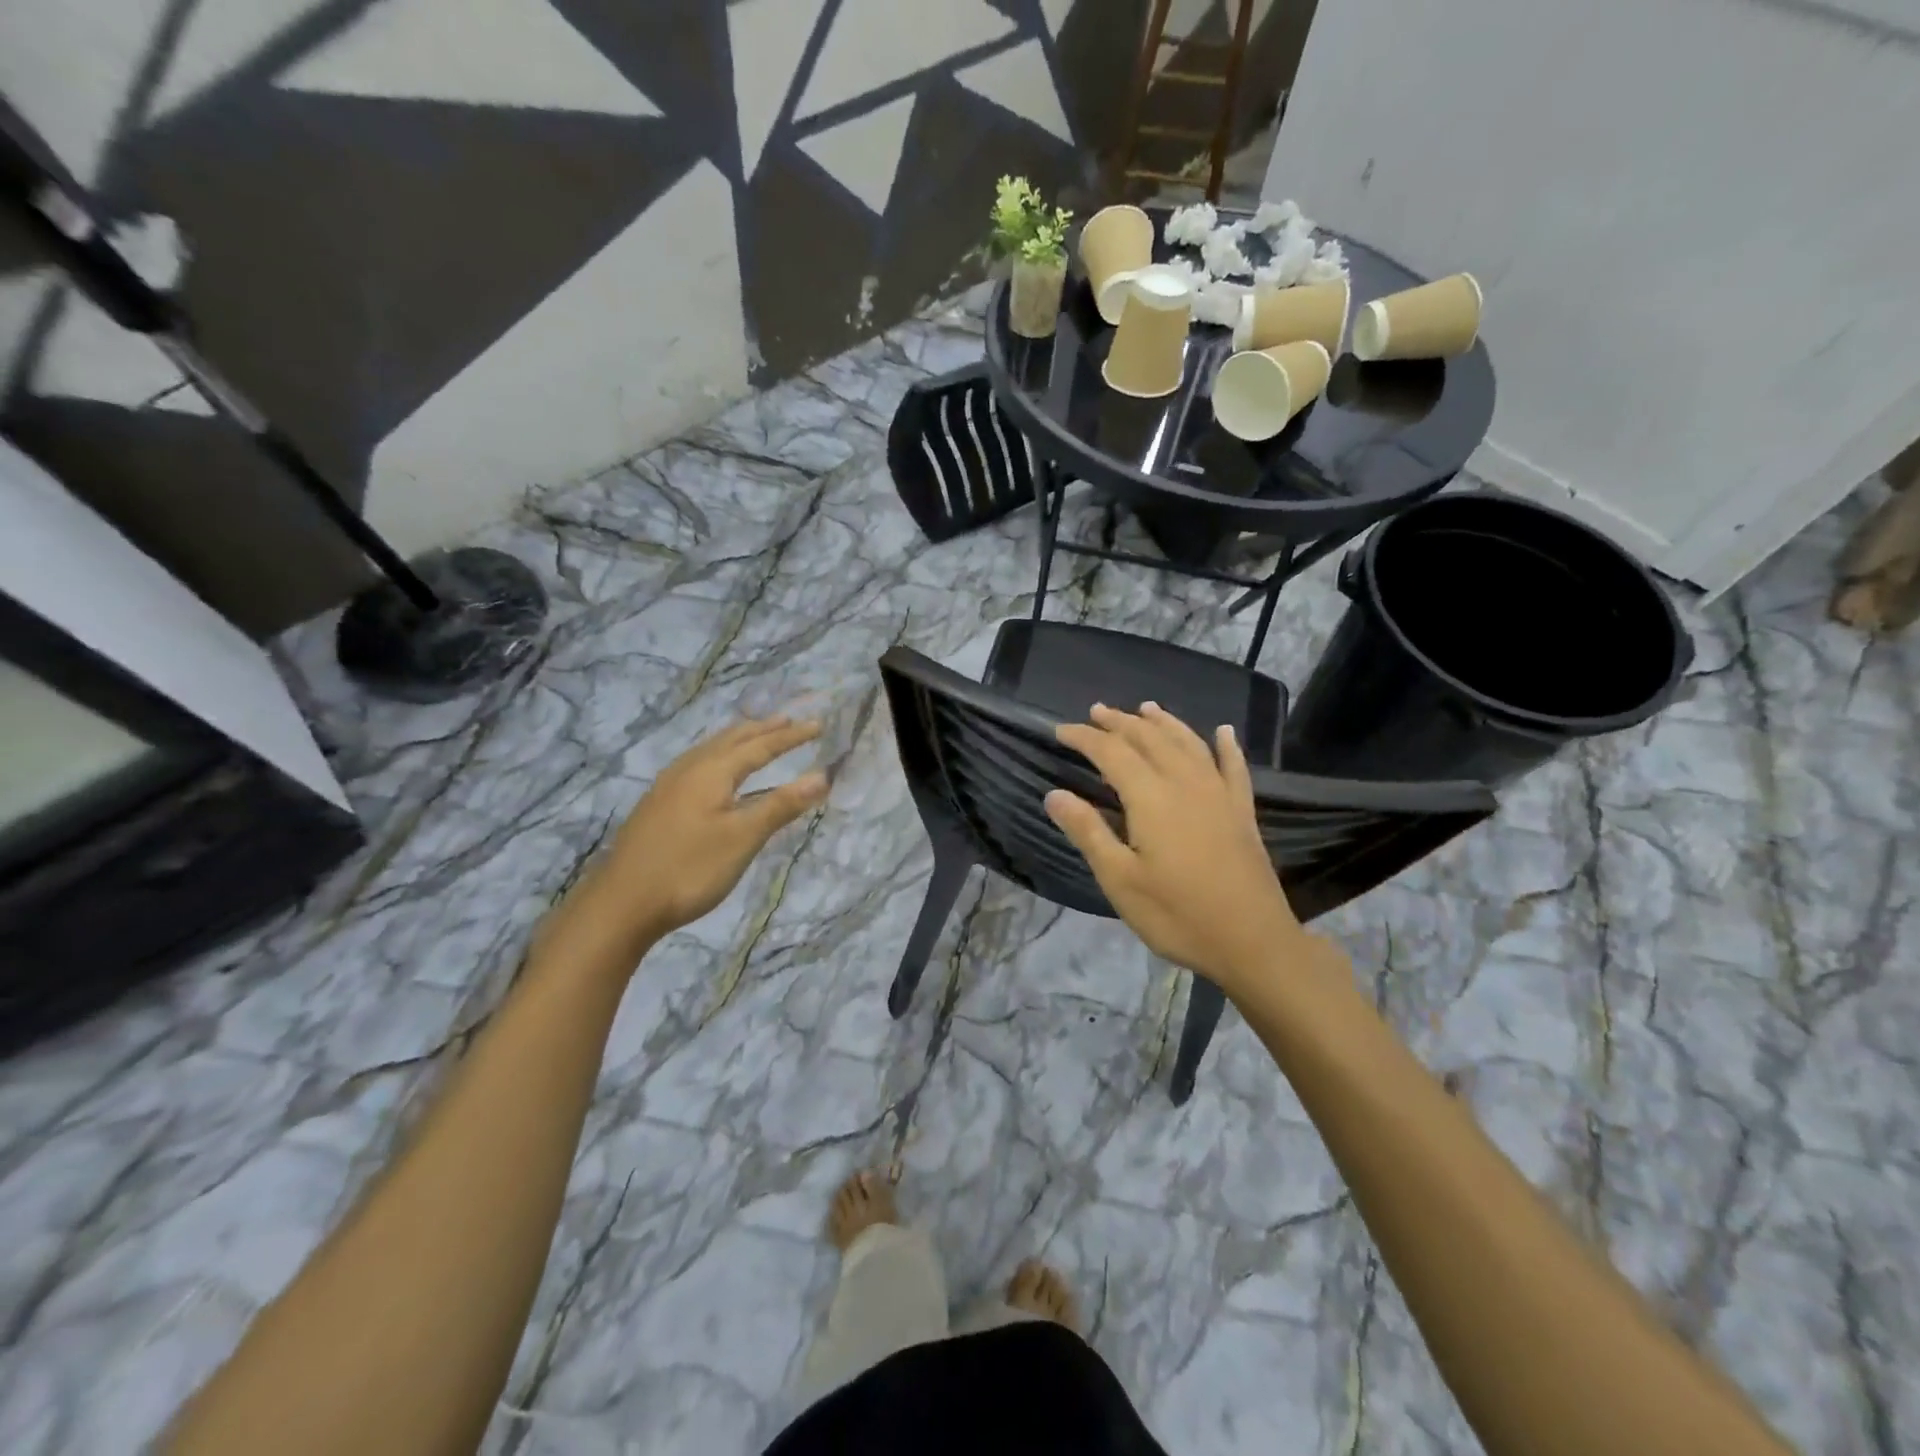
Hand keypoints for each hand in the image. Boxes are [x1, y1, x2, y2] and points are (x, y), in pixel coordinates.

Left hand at [552, 717, 827, 963]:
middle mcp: (688, 769)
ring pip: (710, 750)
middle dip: (762, 729)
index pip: (760, 746)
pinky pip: (696, 763)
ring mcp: (668, 786)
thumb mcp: (742, 838)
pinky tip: (714, 772)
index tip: (818, 725)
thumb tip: (821, 776)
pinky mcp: (657, 805)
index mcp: (711, 772)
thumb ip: (781, 805)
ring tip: (754, 735)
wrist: (622, 904)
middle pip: (731, 740)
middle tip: (788, 720)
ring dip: (738, 739)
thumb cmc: (690, 869)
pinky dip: (718, 755)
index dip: (791, 736)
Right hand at [1045, 703, 1310, 994]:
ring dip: (1164, 723)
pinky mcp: (1242, 812)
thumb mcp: (1120, 879)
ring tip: (1146, 708)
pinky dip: (1227, 745)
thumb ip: (1088, 832)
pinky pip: (1234, 766)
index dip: (1085, 738)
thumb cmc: (1177, 914)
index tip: (1060, 730)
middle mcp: (1185, 783)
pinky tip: (1224, 732)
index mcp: (1151, 798)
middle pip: (1149, 739)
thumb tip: (1054, 794)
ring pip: (1189, 743)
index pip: (1111, 753)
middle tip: (1097, 711)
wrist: (1252, 941)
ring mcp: (1219, 794)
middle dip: (1120, 722)